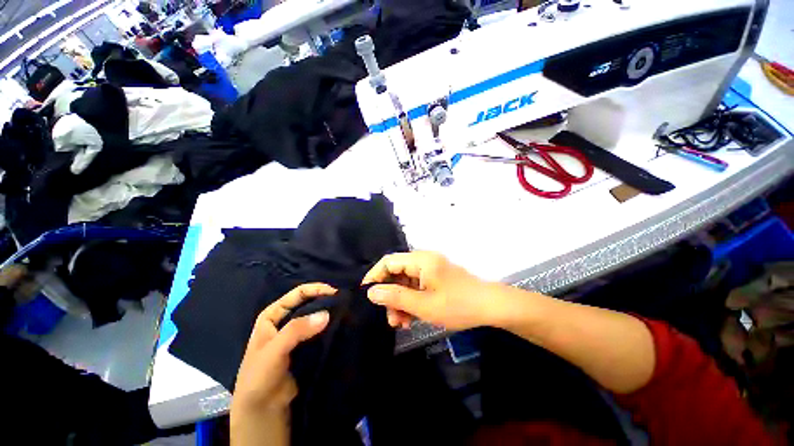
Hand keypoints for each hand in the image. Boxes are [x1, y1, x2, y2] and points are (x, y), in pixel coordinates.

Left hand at [230, 283, 334, 445]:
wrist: (263, 409)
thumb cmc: (260, 376)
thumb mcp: (274, 350)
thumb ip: (296, 330)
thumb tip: (326, 314)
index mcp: (272, 315)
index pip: (297, 294)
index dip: (316, 289)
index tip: (335, 292)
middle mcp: (285, 321)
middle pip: (308, 303)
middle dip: (325, 300)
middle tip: (343, 302)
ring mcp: (296, 334)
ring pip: (315, 317)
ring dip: (329, 313)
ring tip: (346, 311)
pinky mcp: (306, 346)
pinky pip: (320, 332)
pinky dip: (329, 327)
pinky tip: (341, 325)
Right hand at [362, 251, 495, 330]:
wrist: (491, 306)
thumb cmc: (457, 304)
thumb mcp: (424, 305)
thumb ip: (396, 297)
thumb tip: (371, 292)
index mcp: (421, 260)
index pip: (389, 261)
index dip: (375, 276)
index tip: (366, 294)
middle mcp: (424, 261)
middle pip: (397, 274)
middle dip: (390, 295)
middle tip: (389, 317)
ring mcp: (431, 270)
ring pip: (407, 283)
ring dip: (401, 301)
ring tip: (401, 323)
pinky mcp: (436, 279)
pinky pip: (417, 287)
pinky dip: (412, 301)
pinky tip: (412, 318)